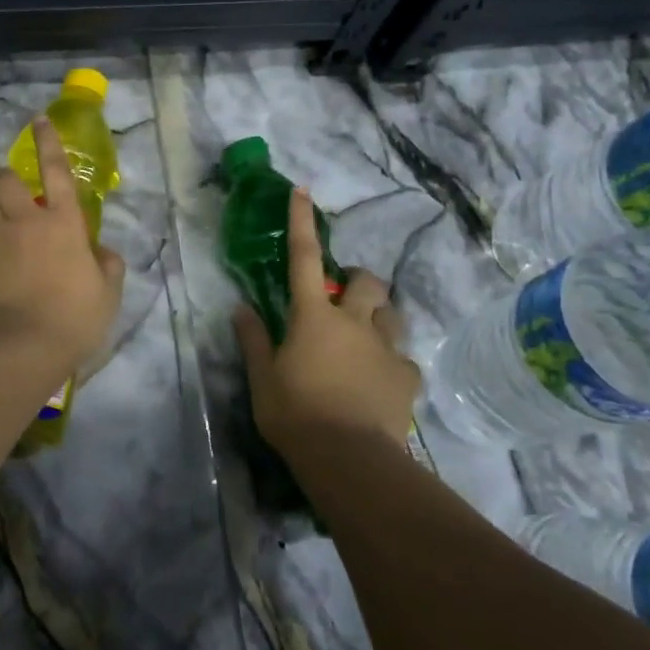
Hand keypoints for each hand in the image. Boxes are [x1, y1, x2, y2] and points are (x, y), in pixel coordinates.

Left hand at [0, 117, 126, 370]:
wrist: (17, 349)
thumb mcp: (107, 295)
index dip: (48, 142)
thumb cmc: (72, 320)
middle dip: (8, 179)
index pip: (55, 170)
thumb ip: (108, 266)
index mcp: (63, 223)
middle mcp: (25, 221)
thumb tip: (101, 251)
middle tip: (16, 196)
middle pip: (5, 178)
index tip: (38, 120)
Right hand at [234, 188, 419, 453]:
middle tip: (345, 298)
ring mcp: (386, 347)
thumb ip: (255, 340)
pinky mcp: (407, 376)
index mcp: (314, 317)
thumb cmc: (297, 414)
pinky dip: (392, 361)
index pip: (305, 259)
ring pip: (392, 313)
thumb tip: (242, 308)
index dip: (302, 222)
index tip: (302, 191)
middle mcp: (354, 321)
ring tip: (366, 336)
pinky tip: (381, 381)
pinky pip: (403, 358)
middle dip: (358, 280)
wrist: (350, 458)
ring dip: (380, 315)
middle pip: (367, 281)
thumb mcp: (263, 379)